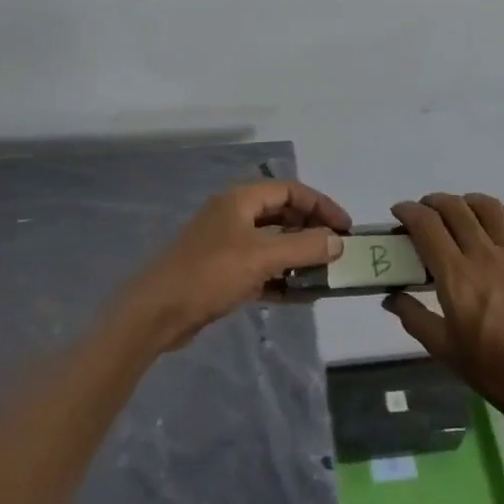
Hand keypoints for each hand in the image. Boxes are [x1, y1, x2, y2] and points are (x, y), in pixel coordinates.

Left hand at [120, 181, 349, 350]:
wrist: (158, 312)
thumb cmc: (211, 273)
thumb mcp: (262, 257)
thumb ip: (304, 248)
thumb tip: (337, 241)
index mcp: (241, 200)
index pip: (291, 191)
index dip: (321, 205)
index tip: (346, 227)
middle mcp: (235, 216)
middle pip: (283, 215)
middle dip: (312, 231)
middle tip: (338, 250)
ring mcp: (227, 245)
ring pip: (273, 244)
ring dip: (299, 257)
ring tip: (326, 275)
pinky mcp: (223, 273)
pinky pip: (262, 269)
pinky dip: (282, 278)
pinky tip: (302, 296)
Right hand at [384, 194, 503, 433]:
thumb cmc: (497, 372)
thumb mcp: (446, 352)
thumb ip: (415, 318)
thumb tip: (390, 297)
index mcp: (456, 277)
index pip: (426, 225)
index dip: (408, 211)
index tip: (400, 214)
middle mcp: (485, 254)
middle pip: (454, 208)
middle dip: (433, 203)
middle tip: (426, 215)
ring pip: (487, 206)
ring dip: (466, 203)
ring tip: (461, 214)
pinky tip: (500, 224)